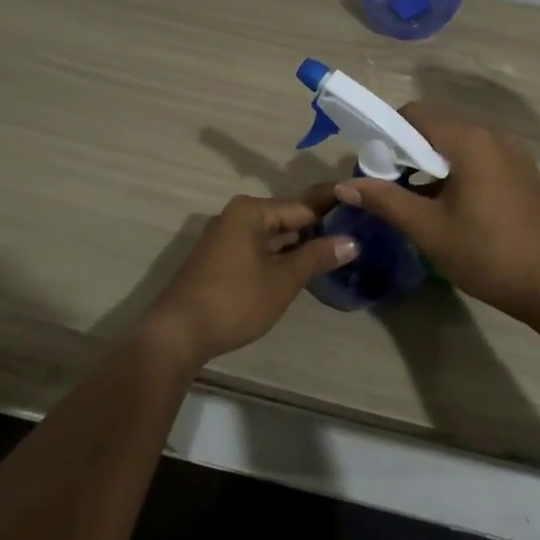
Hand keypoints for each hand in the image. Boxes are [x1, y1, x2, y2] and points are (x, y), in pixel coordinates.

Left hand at [143, 192, 355, 369]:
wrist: (178, 333)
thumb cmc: (235, 300)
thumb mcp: (283, 280)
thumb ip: (317, 256)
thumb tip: (352, 241)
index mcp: (251, 211)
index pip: (302, 206)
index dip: (333, 211)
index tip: (361, 213)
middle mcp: (236, 215)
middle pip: (286, 218)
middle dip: (317, 229)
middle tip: (355, 235)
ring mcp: (225, 237)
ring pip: (272, 235)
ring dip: (298, 245)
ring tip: (335, 252)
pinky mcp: (219, 258)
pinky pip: (258, 248)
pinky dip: (279, 255)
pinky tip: (301, 267)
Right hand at [334, 103, 539, 322]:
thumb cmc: (486, 253)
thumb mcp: (428, 229)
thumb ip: (385, 200)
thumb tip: (345, 186)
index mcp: (469, 140)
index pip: (415, 114)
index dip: (388, 134)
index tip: (374, 166)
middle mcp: (493, 134)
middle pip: (437, 126)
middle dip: (408, 150)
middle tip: (390, 187)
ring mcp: (512, 152)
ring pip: (458, 143)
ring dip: (432, 162)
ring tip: (417, 200)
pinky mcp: (522, 171)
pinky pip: (479, 157)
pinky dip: (457, 170)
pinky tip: (451, 205)